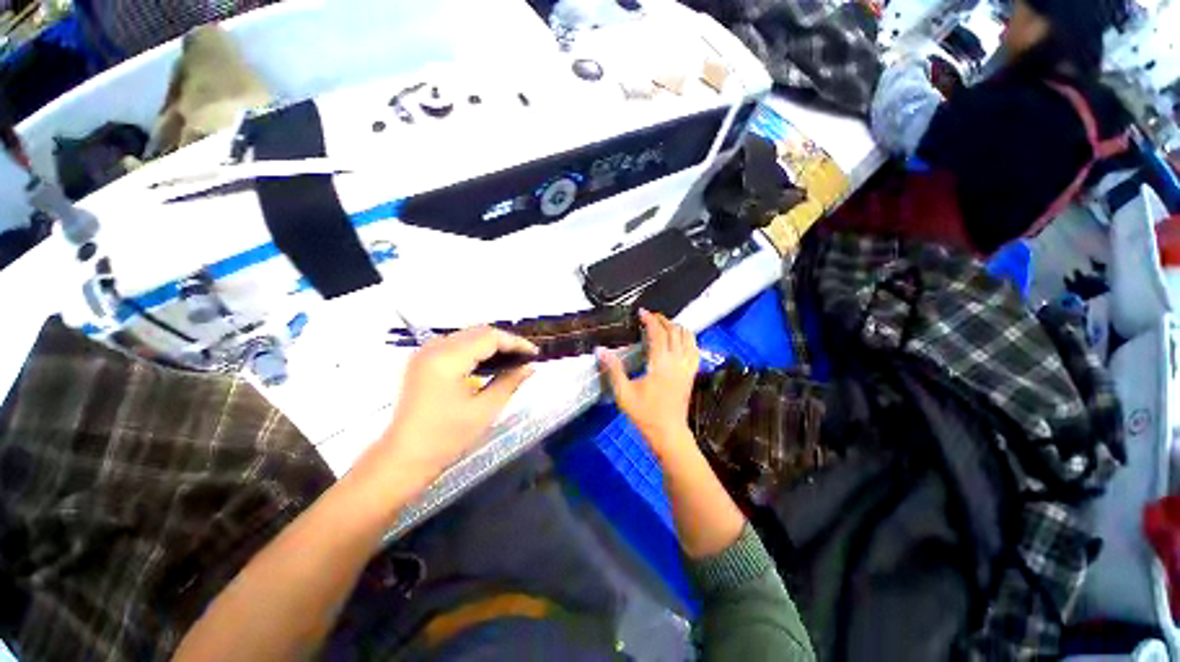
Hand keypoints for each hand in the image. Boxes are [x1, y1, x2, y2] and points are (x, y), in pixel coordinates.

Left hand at [377, 327, 536, 480]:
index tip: (535, 354)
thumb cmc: (446, 438)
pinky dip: (476, 350)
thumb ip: (509, 382)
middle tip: (525, 357)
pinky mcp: (422, 361)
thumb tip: (530, 367)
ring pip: (467, 336)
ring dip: (491, 345)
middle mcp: (434, 348)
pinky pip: (456, 345)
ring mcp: (425, 353)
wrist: (403, 458)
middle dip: (505, 342)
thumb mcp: (484, 410)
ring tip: (512, 360)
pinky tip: (489, 364)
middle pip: (478, 332)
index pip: (489, 337)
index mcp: (447, 359)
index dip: (516, 342)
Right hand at [598, 310, 698, 452]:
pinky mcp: (692, 373)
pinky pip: (695, 349)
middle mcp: (677, 361)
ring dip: (676, 327)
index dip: (650, 320)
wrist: (668, 433)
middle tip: (650, 316)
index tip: (642, 312)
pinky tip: (681, 339)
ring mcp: (687, 367)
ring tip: (664, 324)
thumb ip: (613, 369)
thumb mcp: (624, 393)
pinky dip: (688, 338)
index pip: (658, 333)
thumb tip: (601, 350)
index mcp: (661, 364)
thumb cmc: (645, 414)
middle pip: (674, 331)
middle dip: (663, 320)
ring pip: (688, 338)